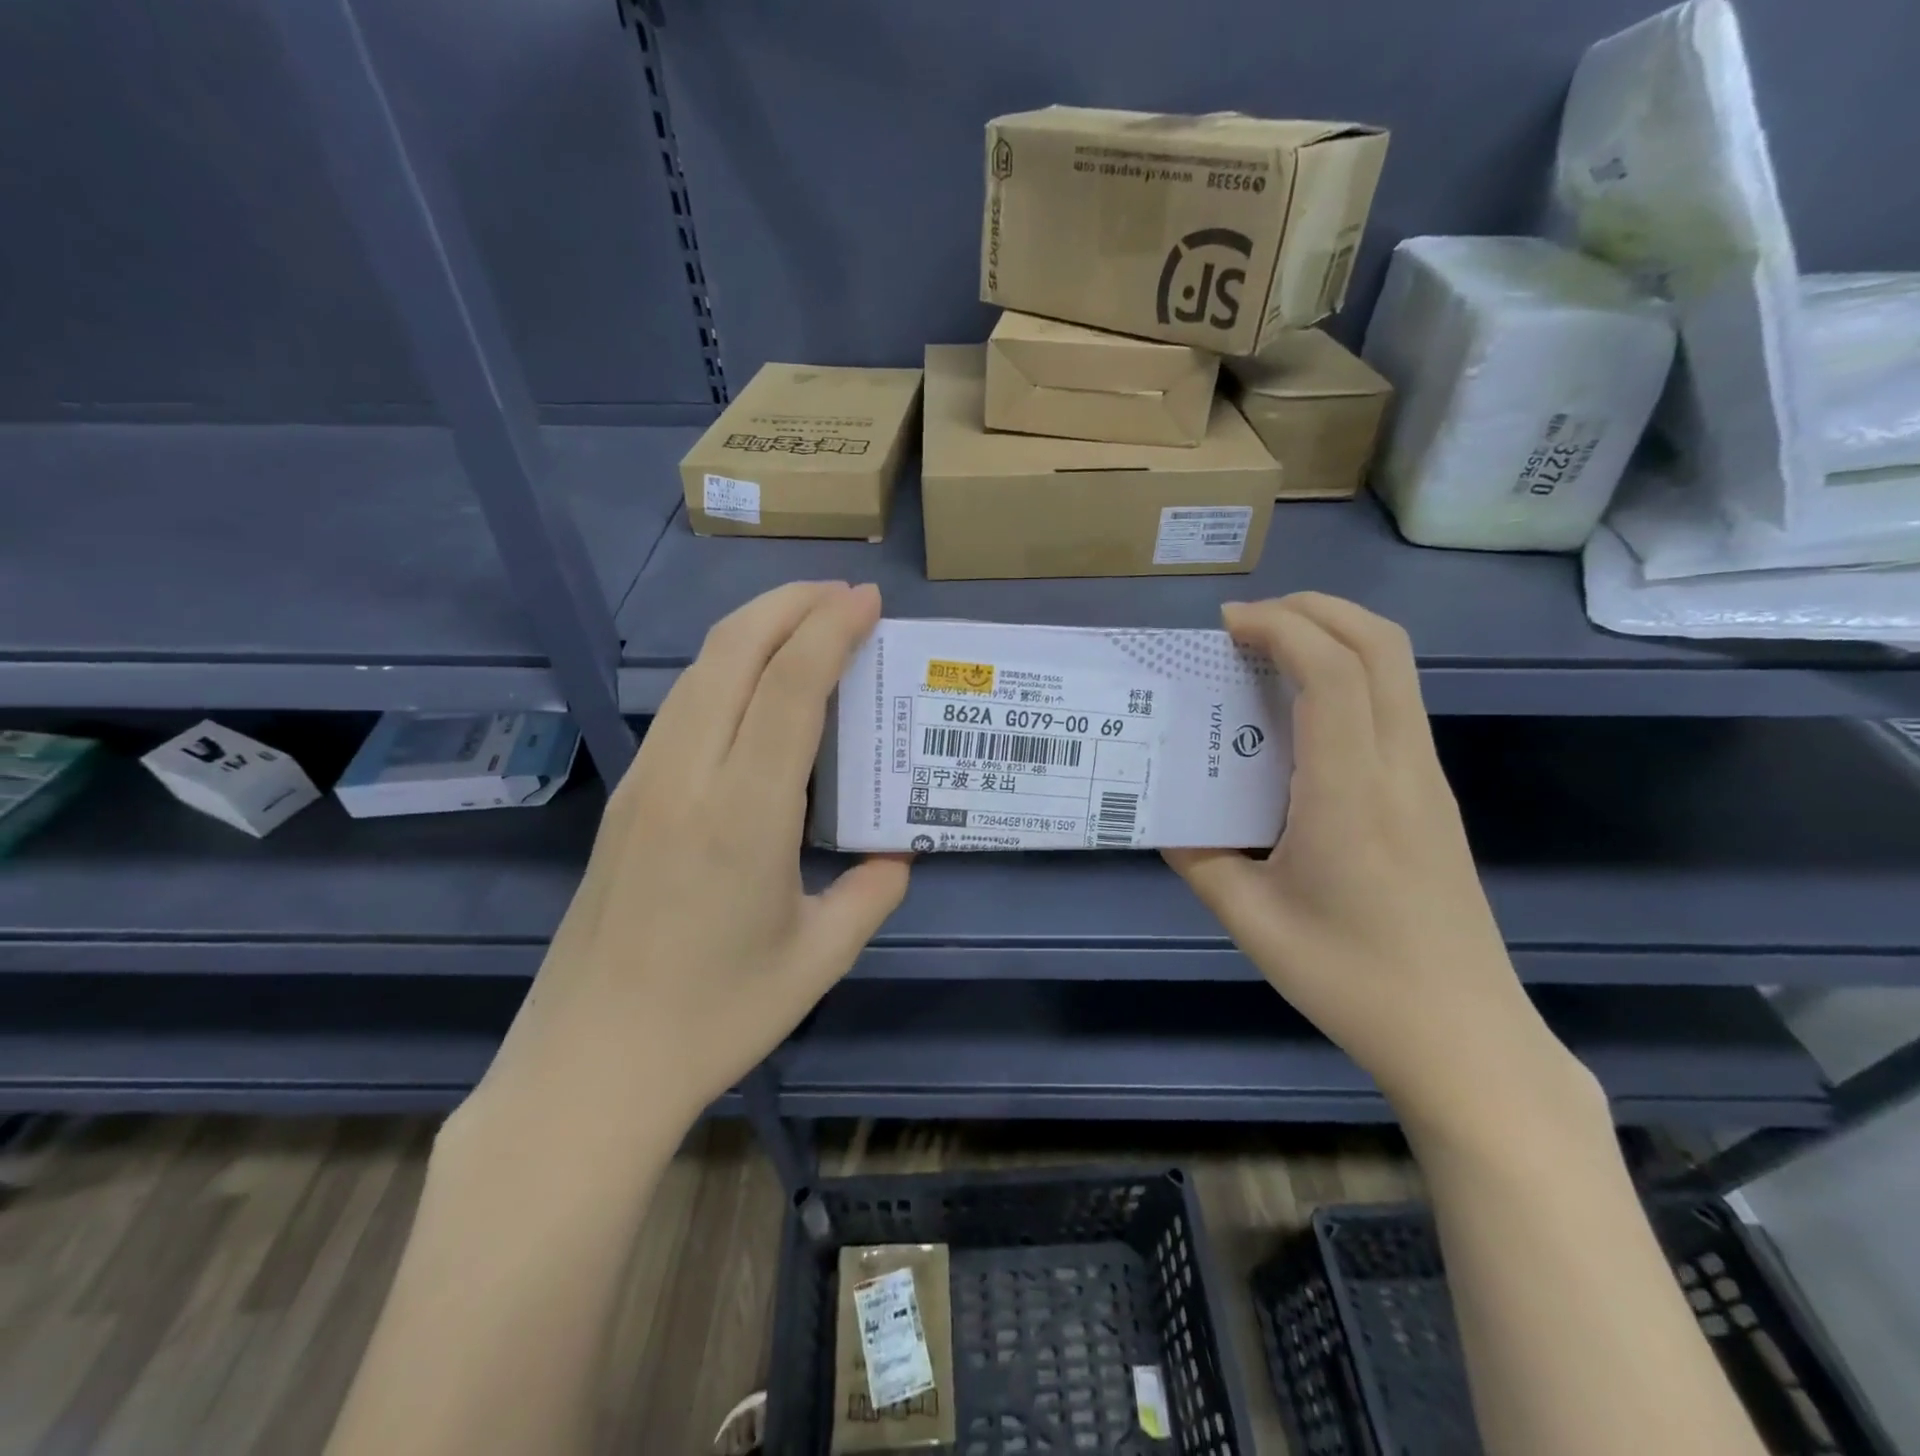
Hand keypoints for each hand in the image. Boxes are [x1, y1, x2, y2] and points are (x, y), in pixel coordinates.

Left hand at [480, 581, 908, 1128]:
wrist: (590, 1067)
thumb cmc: (715, 1018)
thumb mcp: (819, 958)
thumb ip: (872, 893)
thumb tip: (899, 852)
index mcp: (744, 814)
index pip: (789, 687)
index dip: (830, 630)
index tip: (868, 601)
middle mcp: (687, 778)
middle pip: (733, 653)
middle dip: (790, 604)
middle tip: (842, 594)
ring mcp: (646, 782)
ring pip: (699, 671)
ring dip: (754, 629)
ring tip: (805, 621)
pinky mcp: (627, 799)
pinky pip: (681, 706)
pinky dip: (725, 668)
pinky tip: (754, 685)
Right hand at [1165, 594, 1587, 1134]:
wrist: (1464, 1038)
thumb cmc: (1351, 980)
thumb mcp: (1250, 921)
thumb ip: (1198, 859)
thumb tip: (1167, 819)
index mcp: (1350, 794)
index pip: (1330, 672)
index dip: (1280, 628)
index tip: (1226, 626)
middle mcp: (1400, 768)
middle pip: (1380, 645)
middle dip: (1313, 609)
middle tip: (1248, 622)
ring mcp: (1427, 779)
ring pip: (1396, 669)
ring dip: (1335, 636)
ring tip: (1269, 652)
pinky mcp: (1434, 796)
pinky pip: (1395, 704)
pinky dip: (1349, 674)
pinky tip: (1301, 713)